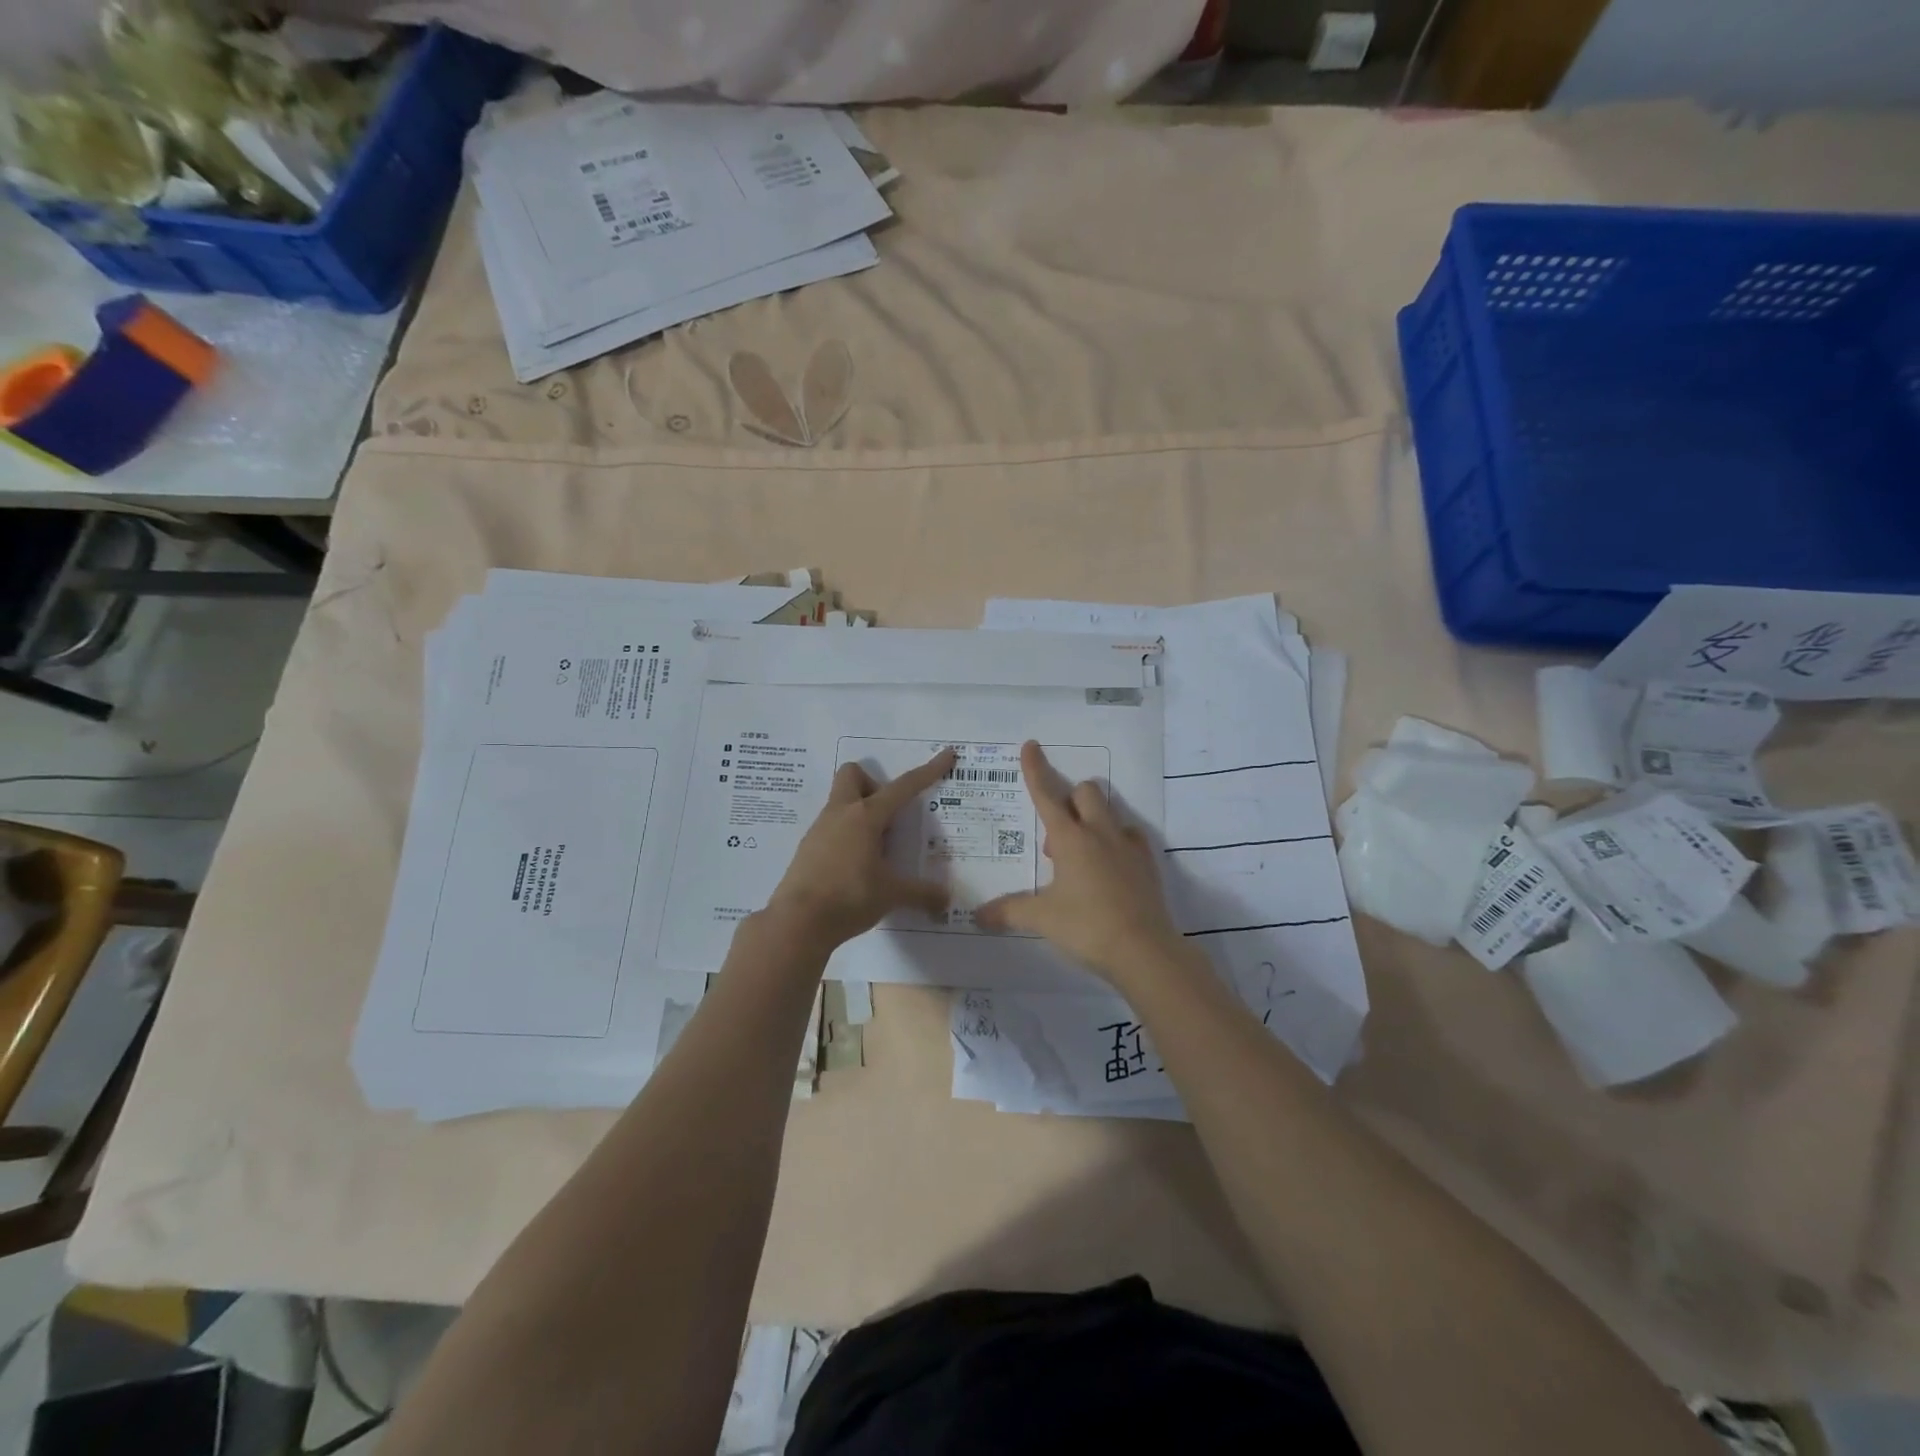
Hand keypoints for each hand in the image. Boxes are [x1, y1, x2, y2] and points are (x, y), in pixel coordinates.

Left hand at [764, 748, 955, 950]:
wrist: (797, 923)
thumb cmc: (849, 898)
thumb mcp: (891, 895)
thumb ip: (921, 894)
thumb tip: (946, 901)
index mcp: (865, 816)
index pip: (903, 787)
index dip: (927, 771)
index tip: (946, 755)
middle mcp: (840, 814)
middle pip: (853, 775)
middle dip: (873, 785)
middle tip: (888, 817)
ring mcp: (819, 830)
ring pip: (841, 803)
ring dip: (861, 815)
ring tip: (877, 850)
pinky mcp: (807, 849)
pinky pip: (831, 828)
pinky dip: (847, 837)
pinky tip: (856, 866)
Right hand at [976, 741, 1188, 986]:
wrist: (1144, 950)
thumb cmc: (1087, 927)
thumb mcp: (1041, 919)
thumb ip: (1008, 912)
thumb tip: (976, 916)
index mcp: (1071, 838)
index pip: (1047, 794)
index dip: (1036, 769)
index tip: (1031, 745)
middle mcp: (1100, 833)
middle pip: (1085, 792)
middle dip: (1069, 799)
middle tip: (1057, 838)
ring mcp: (1128, 846)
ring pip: (1110, 812)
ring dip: (1092, 820)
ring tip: (1081, 855)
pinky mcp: (1148, 864)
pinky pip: (1130, 837)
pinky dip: (1116, 842)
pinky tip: (1109, 867)